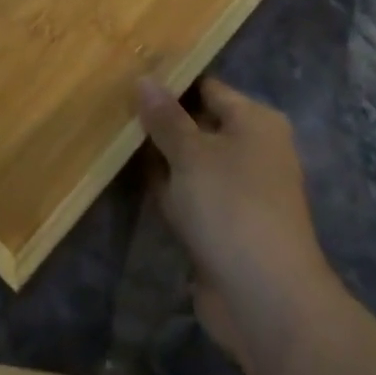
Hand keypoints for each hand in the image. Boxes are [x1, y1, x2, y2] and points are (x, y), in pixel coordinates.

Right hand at [138, 77, 342, 374]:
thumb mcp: (191, 153)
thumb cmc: (231, 207)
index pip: (207, 87)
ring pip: (188, 160)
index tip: (127, 75)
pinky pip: (188, 192)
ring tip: (110, 135)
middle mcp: (251, 149)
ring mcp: (238, 189)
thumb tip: (144, 78)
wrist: (265, 300)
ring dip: (157, 155)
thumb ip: (164, 116)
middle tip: (111, 105)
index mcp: (255, 122)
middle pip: (196, 123)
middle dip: (158, 119)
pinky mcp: (223, 222)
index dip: (169, 81)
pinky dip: (165, 187)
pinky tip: (126, 176)